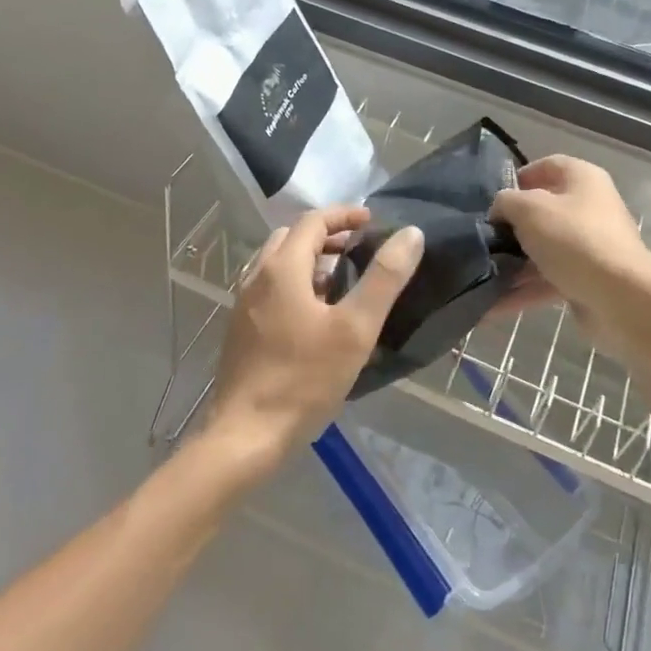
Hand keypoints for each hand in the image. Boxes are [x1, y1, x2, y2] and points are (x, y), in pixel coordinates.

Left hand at [206, 204, 424, 476]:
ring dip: (309, 260)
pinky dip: (295, 283)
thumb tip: (410, 234)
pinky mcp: (241, 330)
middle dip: (326, 236)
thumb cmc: (304, 379)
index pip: (313, 222)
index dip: (344, 215)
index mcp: (282, 268)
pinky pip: (270, 289)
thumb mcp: (355, 328)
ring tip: (341, 281)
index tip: (371, 221)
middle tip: (358, 249)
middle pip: (291, 238)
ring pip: (278, 264)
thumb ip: (384, 278)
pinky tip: (315, 316)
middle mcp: (257, 277)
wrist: (246, 435)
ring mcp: (244, 305)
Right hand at [490, 156, 650, 346]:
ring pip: (543, 249)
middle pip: (543, 211)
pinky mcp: (586, 279)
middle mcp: (589, 208)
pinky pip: (548, 279)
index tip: (493, 199)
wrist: (621, 298)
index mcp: (582, 179)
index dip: (519, 178)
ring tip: (480, 274)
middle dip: (511, 226)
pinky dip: (523, 290)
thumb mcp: (530, 209)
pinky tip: (492, 304)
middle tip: (483, 237)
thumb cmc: (574, 239)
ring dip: (513, 263)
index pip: (547, 166)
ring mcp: (589, 245)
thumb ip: (506, 202)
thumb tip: (500, 211)